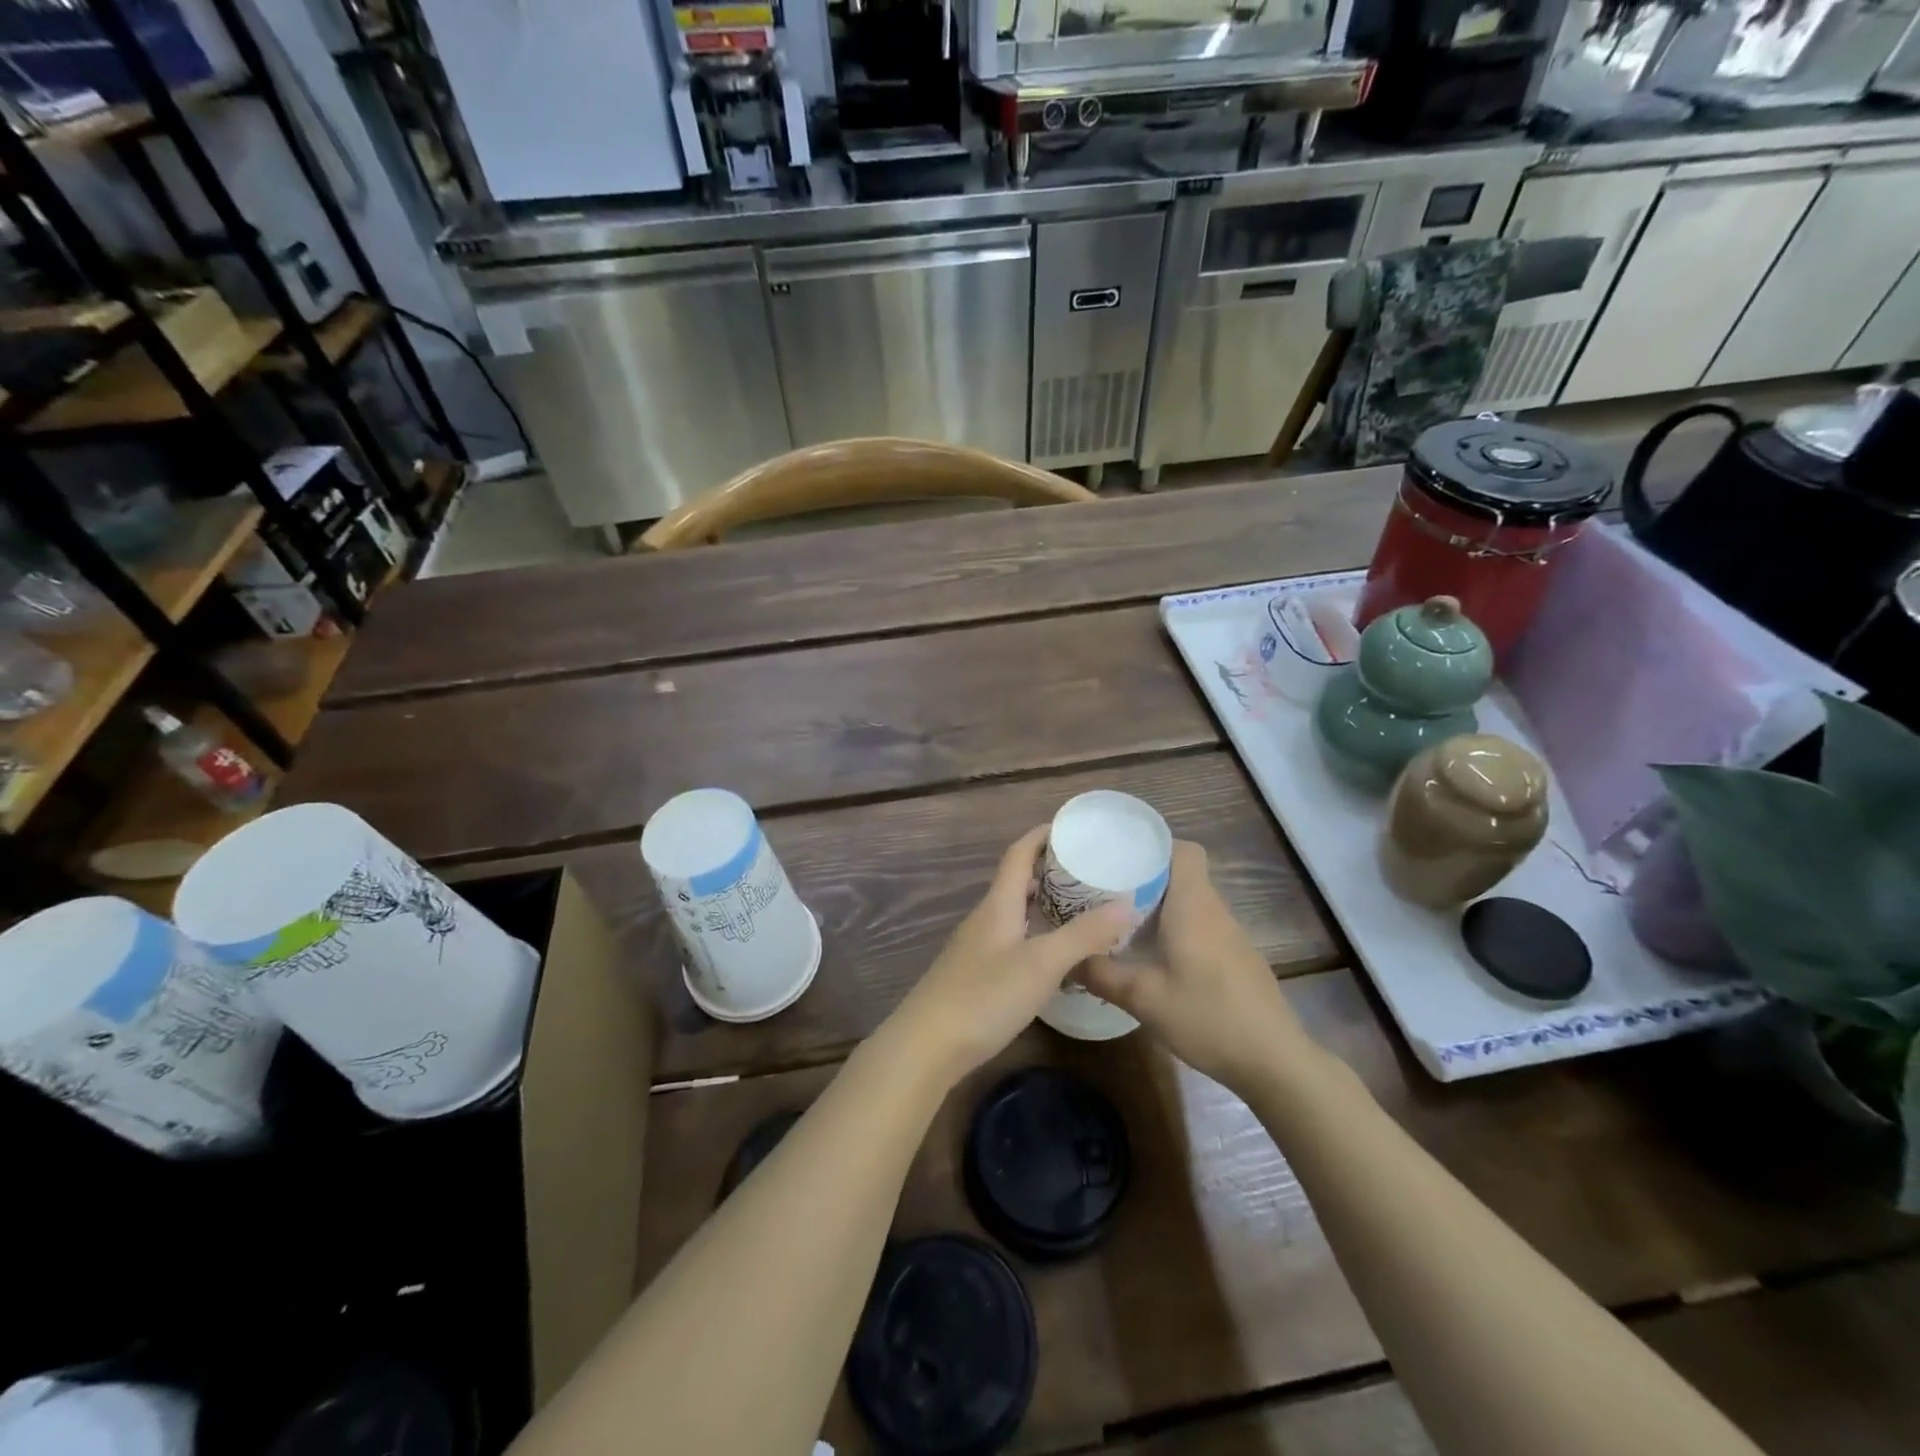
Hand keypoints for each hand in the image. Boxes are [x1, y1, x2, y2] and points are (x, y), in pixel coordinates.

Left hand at [886, 825, 1133, 1082]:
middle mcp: (985, 918)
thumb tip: (1128, 903)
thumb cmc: (985, 996)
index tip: (1072, 828)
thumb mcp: (1042, 964)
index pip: (1018, 854)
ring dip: (1043, 905)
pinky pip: (1011, 940)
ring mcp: (976, 948)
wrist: (926, 1046)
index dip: (1042, 836)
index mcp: (998, 904)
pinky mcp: (974, 975)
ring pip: (1014, 913)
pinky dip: (1035, 935)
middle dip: (1049, 872)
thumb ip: (1084, 935)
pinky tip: (1053, 957)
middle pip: (1016, 882)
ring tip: (1079, 911)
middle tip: (1089, 873)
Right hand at [1082, 840, 1314, 1088]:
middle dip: (1144, 877)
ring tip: (1120, 921)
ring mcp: (1230, 936)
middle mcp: (1214, 911)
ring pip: (1191, 903)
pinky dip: (1175, 930)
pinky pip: (1200, 927)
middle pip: (1181, 875)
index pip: (1183, 850)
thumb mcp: (1144, 998)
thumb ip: (1102, 974)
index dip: (1154, 846)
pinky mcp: (1236, 959)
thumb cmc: (1208, 1017)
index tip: (1120, 856)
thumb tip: (1068, 958)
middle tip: (1105, 891)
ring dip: (1159, 906)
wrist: (1274, 1061)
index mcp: (1193, 906)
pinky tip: (1154, 958)